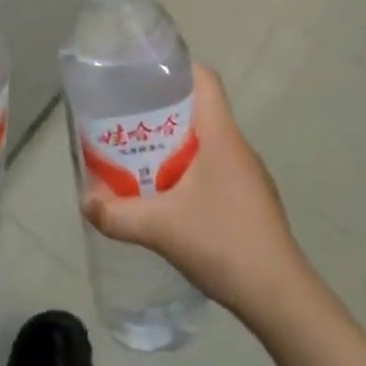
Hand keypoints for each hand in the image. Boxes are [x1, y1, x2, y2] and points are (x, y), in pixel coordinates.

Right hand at [83, 64, 306, 318]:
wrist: (280, 297)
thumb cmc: (223, 243)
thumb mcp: (161, 228)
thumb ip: (118, 214)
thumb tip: (86, 201)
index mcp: (221, 135)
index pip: (204, 79)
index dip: (176, 68)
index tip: (144, 75)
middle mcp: (237, 146)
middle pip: (200, 109)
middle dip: (163, 111)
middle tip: (128, 121)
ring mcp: (248, 175)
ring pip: (207, 142)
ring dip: (175, 145)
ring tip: (141, 158)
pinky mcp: (251, 201)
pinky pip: (215, 168)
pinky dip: (190, 171)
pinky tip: (170, 198)